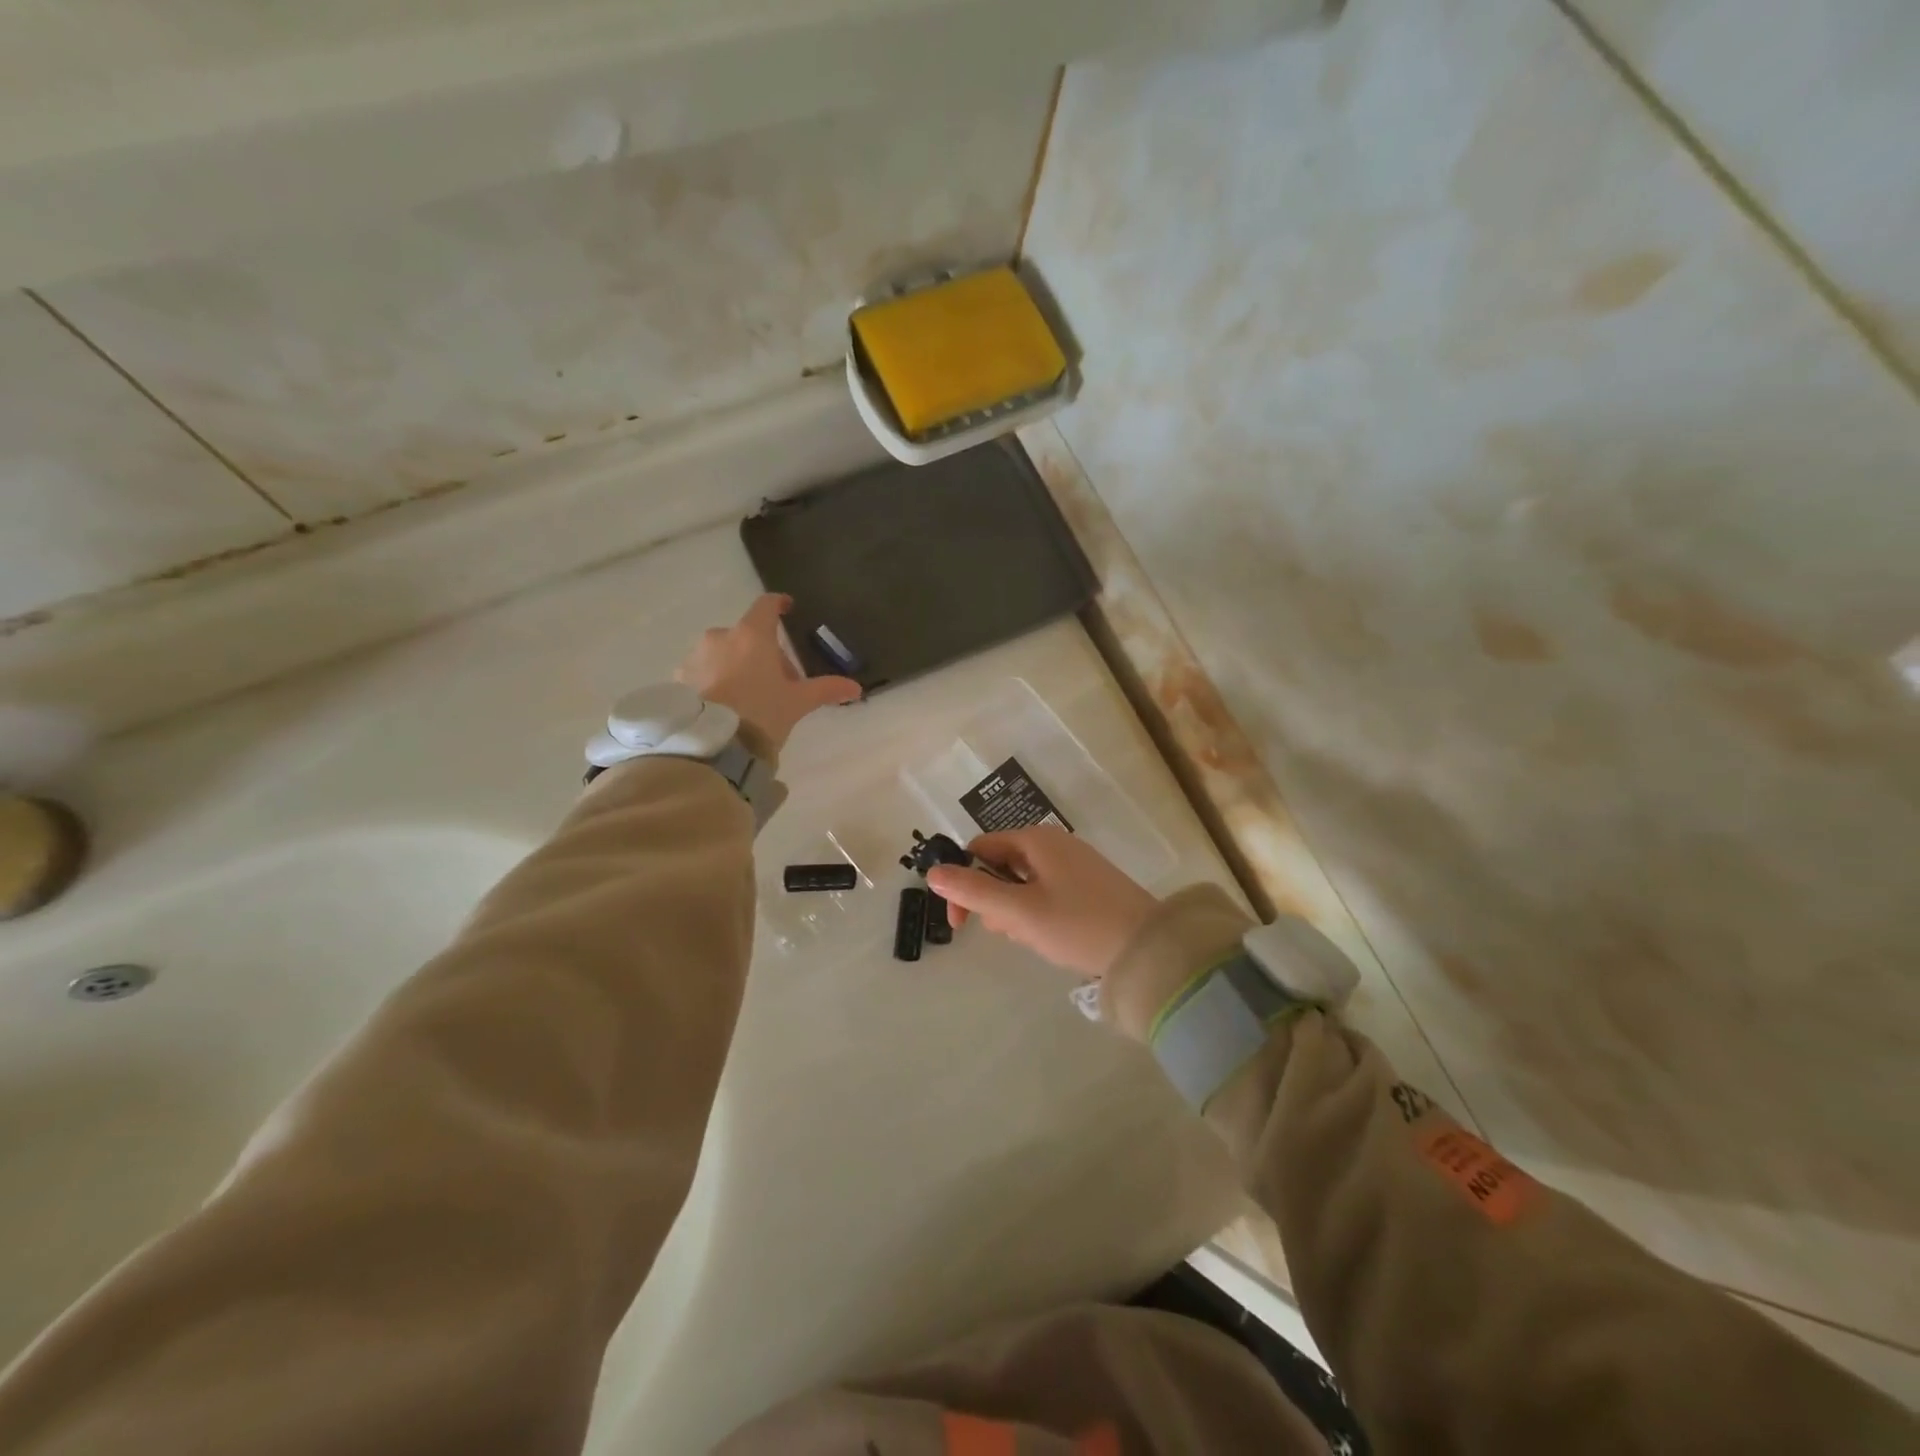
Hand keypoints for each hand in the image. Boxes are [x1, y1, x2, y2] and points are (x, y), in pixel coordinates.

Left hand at [675, 594, 860, 751]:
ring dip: (737, 666)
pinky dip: (716, 681)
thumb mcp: (797, 703)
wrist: (711, 745)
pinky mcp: (680, 679)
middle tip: (778, 683)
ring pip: (723, 654)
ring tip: (748, 698)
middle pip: (747, 636)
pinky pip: (703, 672)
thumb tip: (855, 688)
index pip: (766, 606)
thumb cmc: (761, 713)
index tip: (787, 608)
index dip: (779, 604)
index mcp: (752, 635)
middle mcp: (720, 638)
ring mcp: (695, 657)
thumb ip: (826, 690)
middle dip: (763, 653)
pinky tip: (725, 706)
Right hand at [926, 826, 1158, 979]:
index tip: (960, 924)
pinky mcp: (1091, 884)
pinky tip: (1053, 936)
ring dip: (1016, 911)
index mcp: (1035, 840)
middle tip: (1009, 932)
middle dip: (994, 901)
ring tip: (1034, 938)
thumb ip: (973, 892)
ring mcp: (1075, 863)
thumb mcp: (1019, 912)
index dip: (962, 882)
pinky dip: (1039, 913)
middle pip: (1001, 865)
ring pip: (1024, 883)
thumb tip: (932, 873)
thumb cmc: (1078, 926)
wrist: (1149, 949)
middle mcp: (1054, 843)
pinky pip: (1048, 892)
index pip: (979, 849)